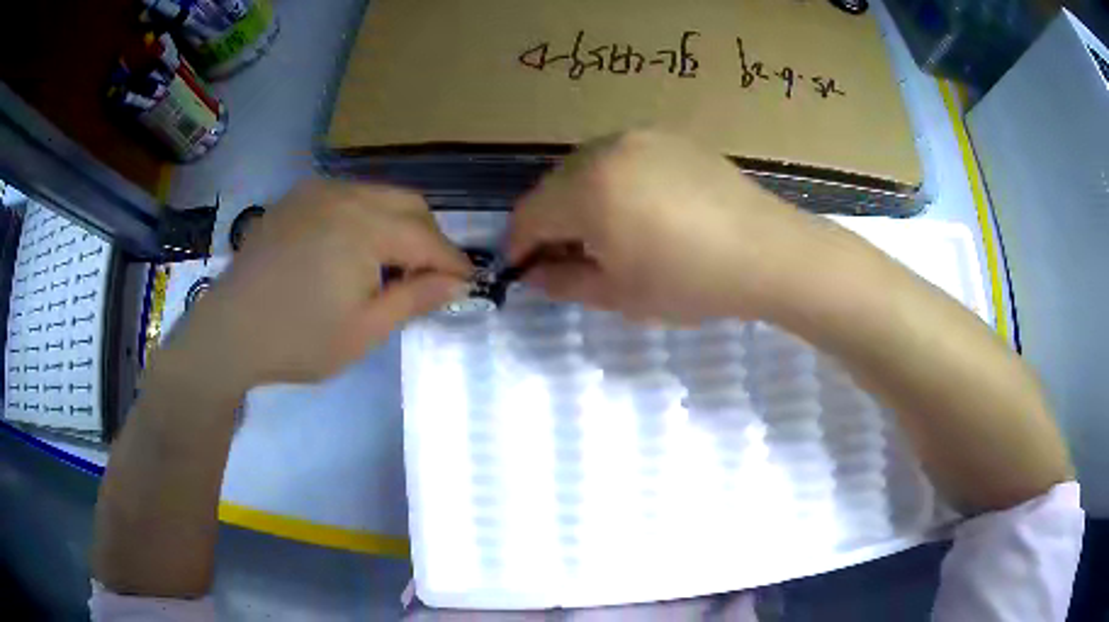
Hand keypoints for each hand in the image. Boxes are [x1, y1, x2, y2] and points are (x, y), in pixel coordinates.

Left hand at [168, 179, 469, 388]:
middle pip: (409, 204)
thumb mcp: (364, 331)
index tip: (469, 283)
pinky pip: (348, 196)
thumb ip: (416, 299)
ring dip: (397, 225)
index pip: (427, 238)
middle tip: (428, 277)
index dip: (452, 262)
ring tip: (389, 267)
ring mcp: (316, 190)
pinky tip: (352, 250)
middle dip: (428, 238)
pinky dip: (365, 217)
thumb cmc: (298, 340)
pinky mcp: (296, 198)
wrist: (228, 332)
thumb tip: (460, 283)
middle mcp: (344, 194)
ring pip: (379, 195)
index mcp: (364, 226)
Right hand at [508, 130, 813, 323]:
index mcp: (588, 189)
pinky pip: (621, 157)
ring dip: (580, 199)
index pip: (529, 214)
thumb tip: (534, 274)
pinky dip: (613, 182)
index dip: (520, 245)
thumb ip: (564, 283)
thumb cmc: (690, 281)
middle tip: (569, 256)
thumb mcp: (620, 294)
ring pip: (586, 167)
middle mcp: (606, 149)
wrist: (767, 252)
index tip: (526, 268)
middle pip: (554, 185)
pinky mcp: (669, 136)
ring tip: (608, 232)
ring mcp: (640, 136)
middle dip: (551, 221)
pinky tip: (641, 209)